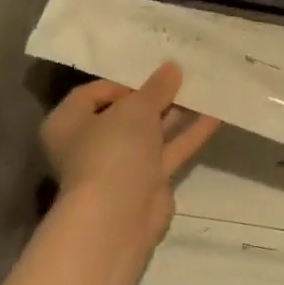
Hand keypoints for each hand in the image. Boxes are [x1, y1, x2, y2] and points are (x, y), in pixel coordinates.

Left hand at [40, 62, 222, 241]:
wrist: (119, 216)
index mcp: (68, 122)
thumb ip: (156, 87)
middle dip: (155, 96)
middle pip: (125, 113)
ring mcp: (120, 165)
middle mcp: (90, 144)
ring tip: (204, 90)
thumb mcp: (136, 108)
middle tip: (184, 76)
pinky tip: (215, 116)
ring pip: (151, 133)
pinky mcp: (147, 182)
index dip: (123, 81)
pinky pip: (169, 151)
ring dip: (176, 113)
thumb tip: (172, 68)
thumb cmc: (112, 150)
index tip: (152, 74)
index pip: (93, 93)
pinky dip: (189, 135)